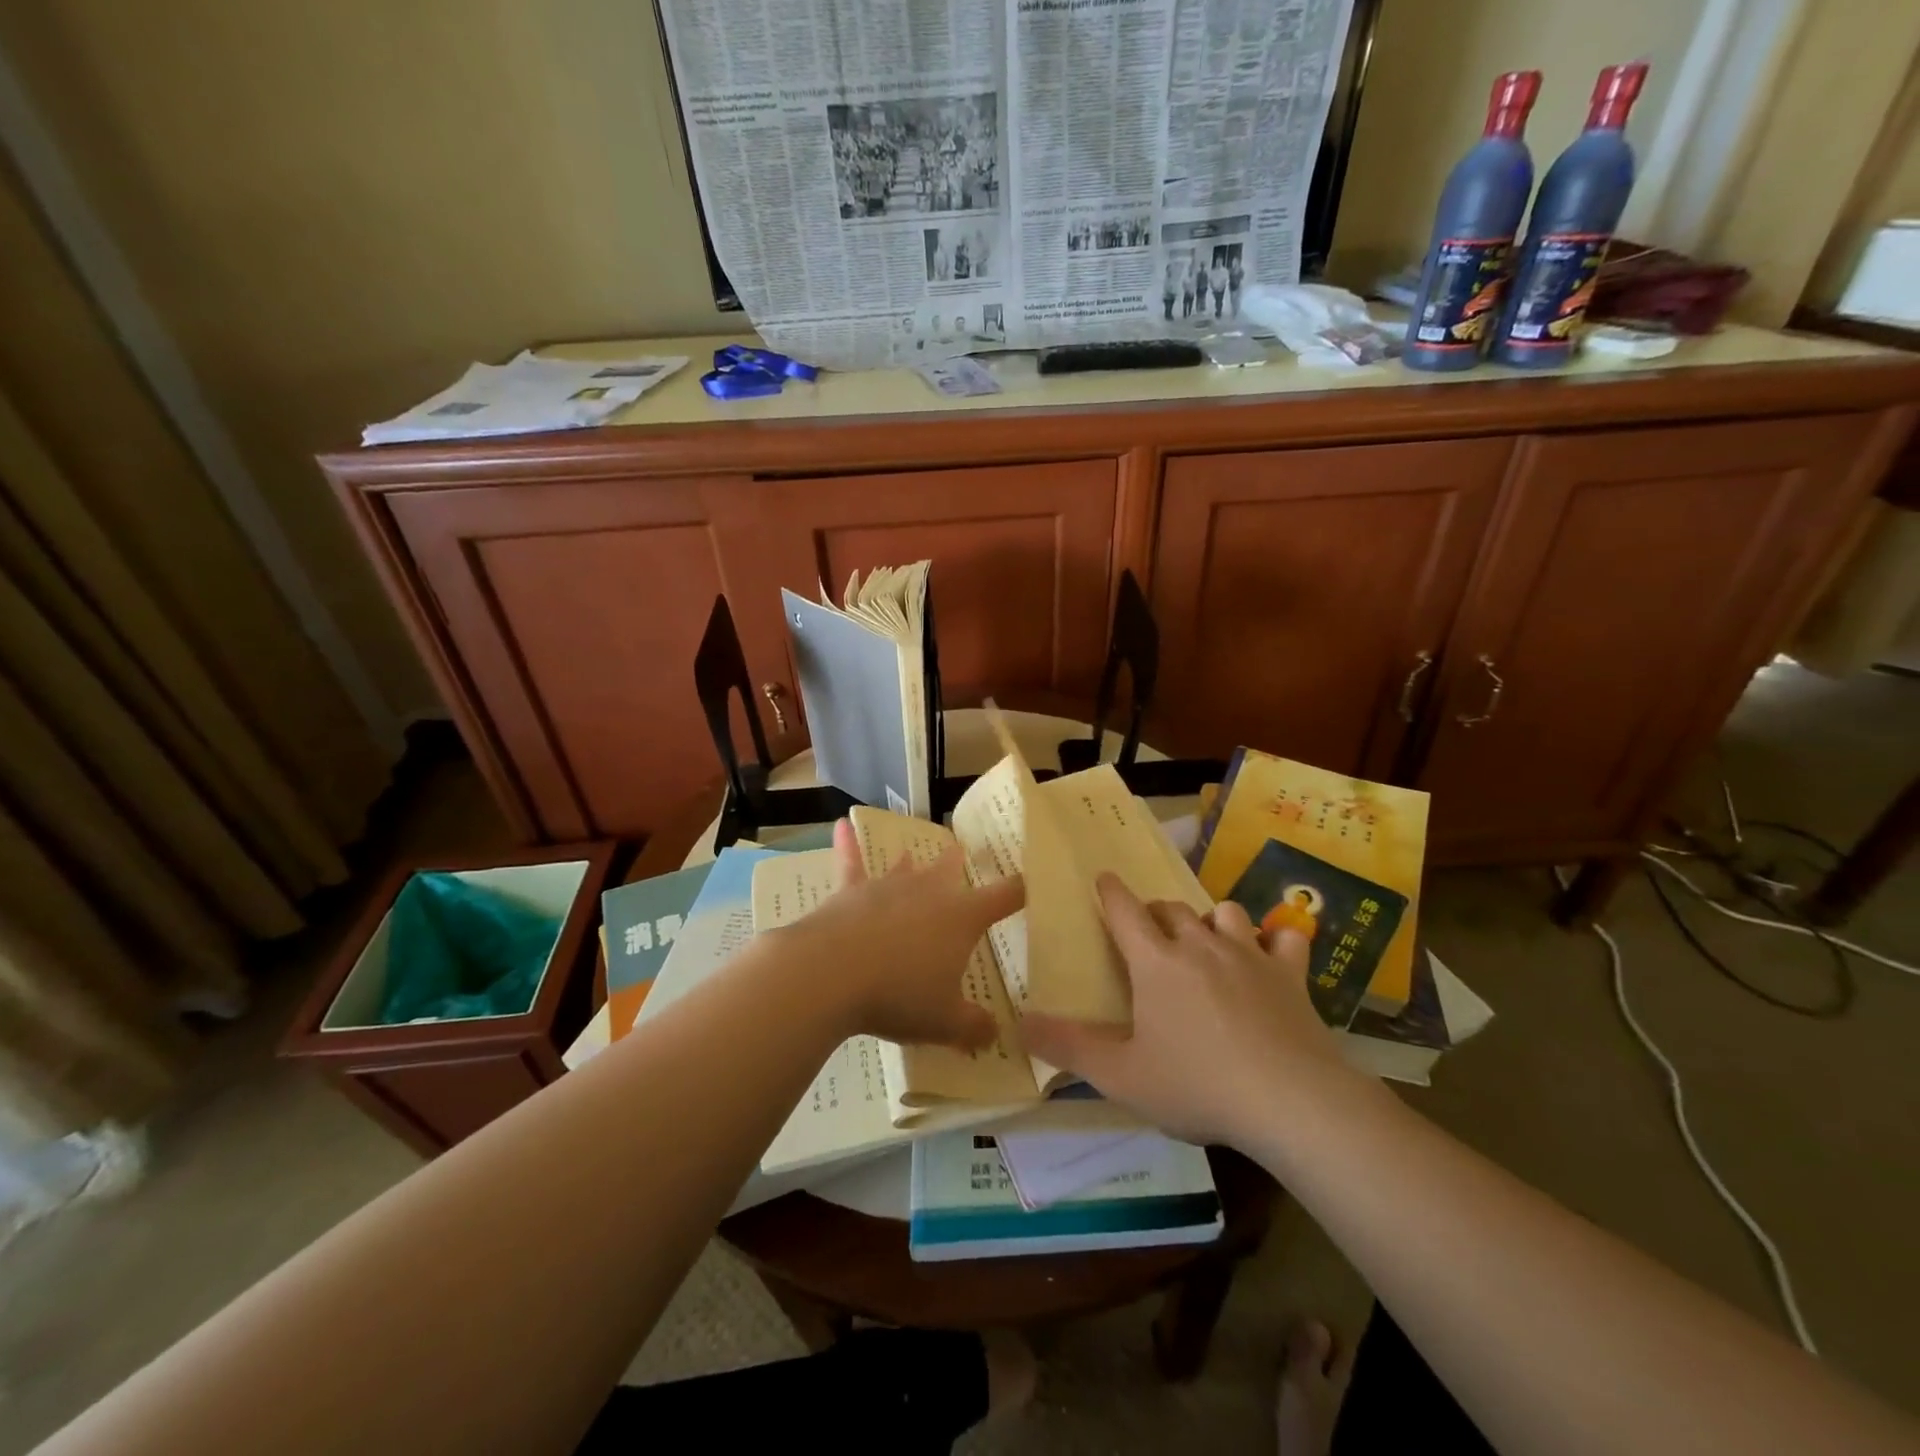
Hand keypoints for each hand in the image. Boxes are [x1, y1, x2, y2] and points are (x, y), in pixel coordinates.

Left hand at [777, 820, 1024, 1049]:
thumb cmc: (898, 995)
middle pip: (950, 871)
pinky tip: (840, 825)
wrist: (830, 974)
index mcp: (962, 917)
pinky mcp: (850, 891)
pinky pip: (850, 862)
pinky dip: (846, 844)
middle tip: (961, 852)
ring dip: (910, 863)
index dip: (1020, 889)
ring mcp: (888, 887)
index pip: (1004, 896)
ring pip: (905, 867)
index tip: (1030, 881)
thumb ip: (973, 1027)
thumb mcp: (944, 1022)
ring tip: (913, 854)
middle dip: (957, 863)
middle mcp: (929, 891)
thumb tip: (994, 1034)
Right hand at [1021, 874, 1359, 1149]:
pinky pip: (1285, 938)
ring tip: (1207, 941)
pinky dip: (1276, 940)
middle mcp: (1200, 945)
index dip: (1111, 891)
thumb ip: (1069, 1048)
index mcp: (1156, 962)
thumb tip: (1020, 1024)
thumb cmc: (1198, 1085)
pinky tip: (1273, 953)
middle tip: (1149, 933)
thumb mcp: (1122, 1076)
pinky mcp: (1290, 974)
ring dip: (1210, 920)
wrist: (1290, 1102)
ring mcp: (1250, 955)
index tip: (1103, 878)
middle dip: (1155, 912)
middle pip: (1171, 908)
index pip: (1125, 910)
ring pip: (1225, 913)